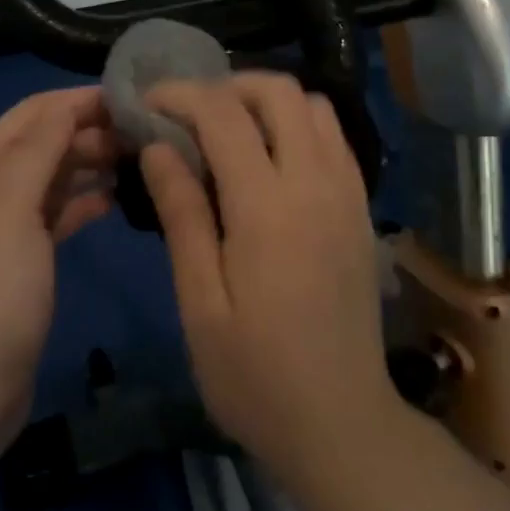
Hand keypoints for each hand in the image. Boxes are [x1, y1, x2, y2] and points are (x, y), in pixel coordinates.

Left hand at [0, 86, 119, 444]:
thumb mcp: (11, 209)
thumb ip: (38, 150)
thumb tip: (69, 104)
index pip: (33, 112)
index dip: (78, 100)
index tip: (131, 99)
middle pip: (45, 141)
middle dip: (90, 130)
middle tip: (145, 135)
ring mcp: (6, 227)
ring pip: (55, 177)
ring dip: (91, 163)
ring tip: (140, 161)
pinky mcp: (24, 260)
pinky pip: (58, 214)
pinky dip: (85, 201)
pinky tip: (116, 201)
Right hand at [141, 73, 401, 476]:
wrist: (342, 425)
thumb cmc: (255, 375)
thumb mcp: (200, 302)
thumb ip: (182, 214)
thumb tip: (158, 147)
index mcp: (267, 206)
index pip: (222, 113)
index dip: (180, 94)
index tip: (148, 103)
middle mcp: (315, 182)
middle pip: (279, 91)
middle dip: (227, 84)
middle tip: (189, 113)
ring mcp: (347, 192)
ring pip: (314, 105)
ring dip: (267, 101)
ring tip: (229, 130)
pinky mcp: (361, 208)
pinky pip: (334, 137)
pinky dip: (299, 124)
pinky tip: (271, 159)